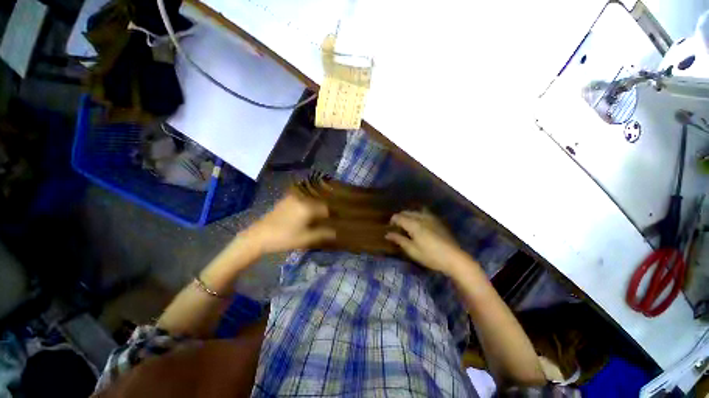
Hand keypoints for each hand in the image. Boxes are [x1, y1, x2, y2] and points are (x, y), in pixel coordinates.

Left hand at [241, 193, 334, 255]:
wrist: (258, 236)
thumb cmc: (284, 238)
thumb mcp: (306, 239)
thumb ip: (323, 234)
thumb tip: (336, 232)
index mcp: (308, 207)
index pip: (327, 208)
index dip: (333, 214)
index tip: (337, 220)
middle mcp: (302, 198)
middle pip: (320, 201)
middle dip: (326, 208)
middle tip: (331, 216)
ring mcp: (293, 197)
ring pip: (311, 199)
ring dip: (318, 205)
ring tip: (321, 214)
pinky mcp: (287, 199)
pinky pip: (303, 198)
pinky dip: (309, 203)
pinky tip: (309, 211)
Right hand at [386, 210, 467, 275]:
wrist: (454, 258)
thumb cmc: (430, 256)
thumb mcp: (412, 250)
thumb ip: (399, 240)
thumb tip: (387, 234)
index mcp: (413, 224)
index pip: (398, 217)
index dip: (392, 220)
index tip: (390, 227)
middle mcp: (421, 217)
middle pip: (407, 212)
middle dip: (400, 217)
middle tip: (397, 227)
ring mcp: (431, 218)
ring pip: (416, 211)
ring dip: (409, 215)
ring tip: (408, 224)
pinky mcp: (438, 221)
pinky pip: (424, 213)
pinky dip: (418, 216)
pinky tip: (420, 224)